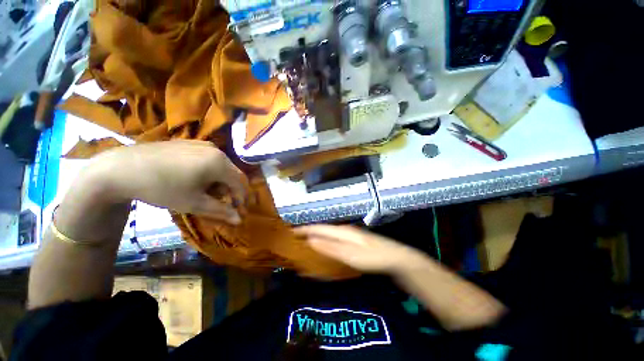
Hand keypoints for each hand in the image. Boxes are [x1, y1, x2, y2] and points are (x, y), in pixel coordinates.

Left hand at [86, 140, 248, 223]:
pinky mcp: (190, 143)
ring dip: (219, 181)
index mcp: (220, 163)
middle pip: (232, 173)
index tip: (237, 210)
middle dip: (230, 190)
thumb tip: (239, 220)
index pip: (241, 182)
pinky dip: (209, 171)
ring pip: (221, 166)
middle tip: (220, 203)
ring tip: (205, 192)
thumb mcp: (194, 203)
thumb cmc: (162, 188)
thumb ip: (221, 211)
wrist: (121, 168)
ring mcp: (203, 144)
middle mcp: (216, 150)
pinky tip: (194, 179)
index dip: (241, 198)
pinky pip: (209, 158)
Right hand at [295, 225, 424, 273]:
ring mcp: (348, 235)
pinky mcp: (352, 241)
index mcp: (341, 231)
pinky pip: (333, 239)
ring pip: (327, 234)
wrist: (393, 257)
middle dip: (308, 232)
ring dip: (315, 236)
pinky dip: (324, 241)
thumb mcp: (349, 254)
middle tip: (294, 238)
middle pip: (322, 229)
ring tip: (304, 241)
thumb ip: (330, 247)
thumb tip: (310, 241)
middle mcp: (343, 230)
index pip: (318, 228)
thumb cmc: (371, 256)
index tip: (290, 231)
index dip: (304, 229)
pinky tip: (323, 247)